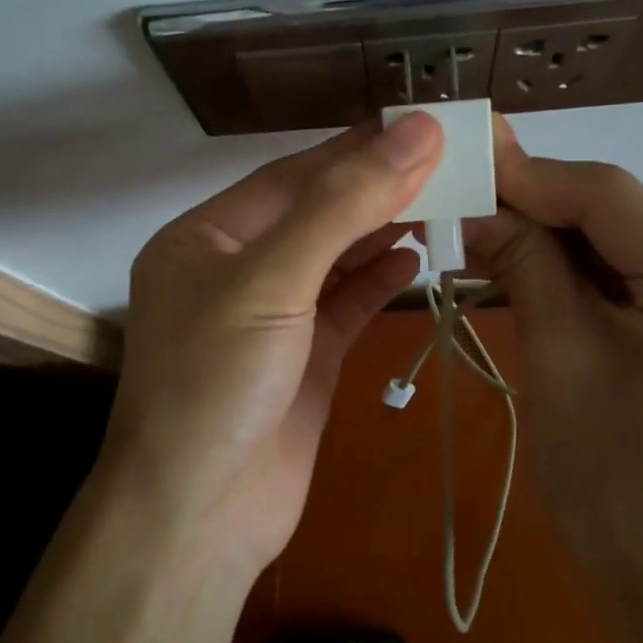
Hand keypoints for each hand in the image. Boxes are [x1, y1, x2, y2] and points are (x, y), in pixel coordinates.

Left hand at [103, 115, 442, 570]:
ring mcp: (271, 317)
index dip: (354, 148)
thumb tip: (414, 133)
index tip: (416, 124)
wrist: (198, 518)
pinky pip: (345, 304)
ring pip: (334, 257)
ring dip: (383, 229)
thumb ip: (344, 205)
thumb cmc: (217, 382)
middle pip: (315, 213)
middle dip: (374, 186)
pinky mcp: (303, 359)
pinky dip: (378, 279)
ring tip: (442, 199)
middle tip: (444, 157)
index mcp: (206, 237)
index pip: (291, 177)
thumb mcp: (272, 280)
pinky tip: (415, 257)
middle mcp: (235, 270)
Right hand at [464, 118, 642, 594]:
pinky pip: (628, 268)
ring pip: (618, 236)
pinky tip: (522, 261)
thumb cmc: (610, 476)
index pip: (613, 197)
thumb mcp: (559, 354)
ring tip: (479, 227)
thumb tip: (475, 200)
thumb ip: (523, 261)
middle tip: (461, 195)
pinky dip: (573, 264)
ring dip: (549, 233)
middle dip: (535, 205)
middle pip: (619, 212)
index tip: (463, 160)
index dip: (531, 175)